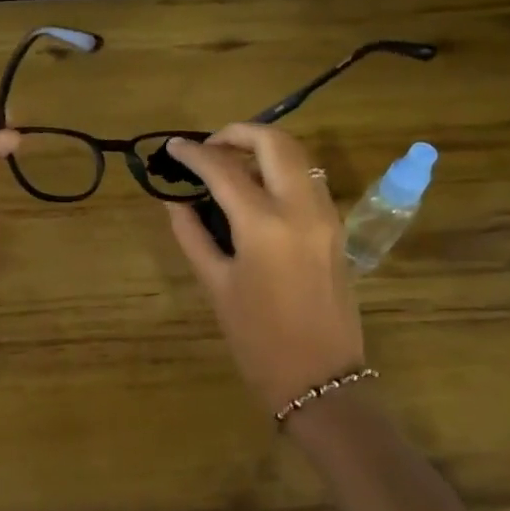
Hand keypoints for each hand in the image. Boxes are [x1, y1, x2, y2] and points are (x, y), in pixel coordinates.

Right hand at [164, 125, 365, 416]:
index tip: (172, 147)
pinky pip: (310, 179)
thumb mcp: (216, 285)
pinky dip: (282, 168)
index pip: (224, 169)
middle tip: (208, 147)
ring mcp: (326, 215)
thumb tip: (174, 202)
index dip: (194, 154)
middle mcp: (301, 208)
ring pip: (300, 155)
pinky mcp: (337, 227)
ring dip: (264, 147)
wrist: (318, 377)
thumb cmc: (257, 338)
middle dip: (238, 133)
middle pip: (274, 142)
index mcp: (264, 224)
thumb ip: (192, 235)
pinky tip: (258, 187)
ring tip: (231, 163)